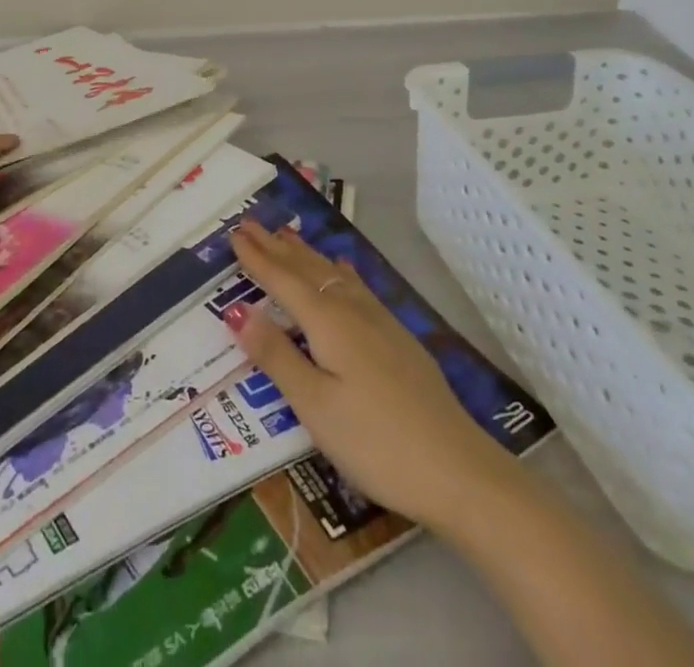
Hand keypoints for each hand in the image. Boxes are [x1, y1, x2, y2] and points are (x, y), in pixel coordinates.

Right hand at [230, 219, 516, 531]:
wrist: (459, 470)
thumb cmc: (376, 442)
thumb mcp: (315, 407)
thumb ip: (276, 356)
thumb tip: (236, 309)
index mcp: (328, 323)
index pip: (284, 281)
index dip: (258, 258)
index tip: (235, 232)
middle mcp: (353, 311)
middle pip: (308, 270)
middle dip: (277, 247)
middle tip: (251, 222)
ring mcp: (381, 322)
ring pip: (334, 274)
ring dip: (306, 253)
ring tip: (287, 234)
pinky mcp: (399, 338)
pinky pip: (357, 286)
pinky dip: (339, 270)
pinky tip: (343, 268)